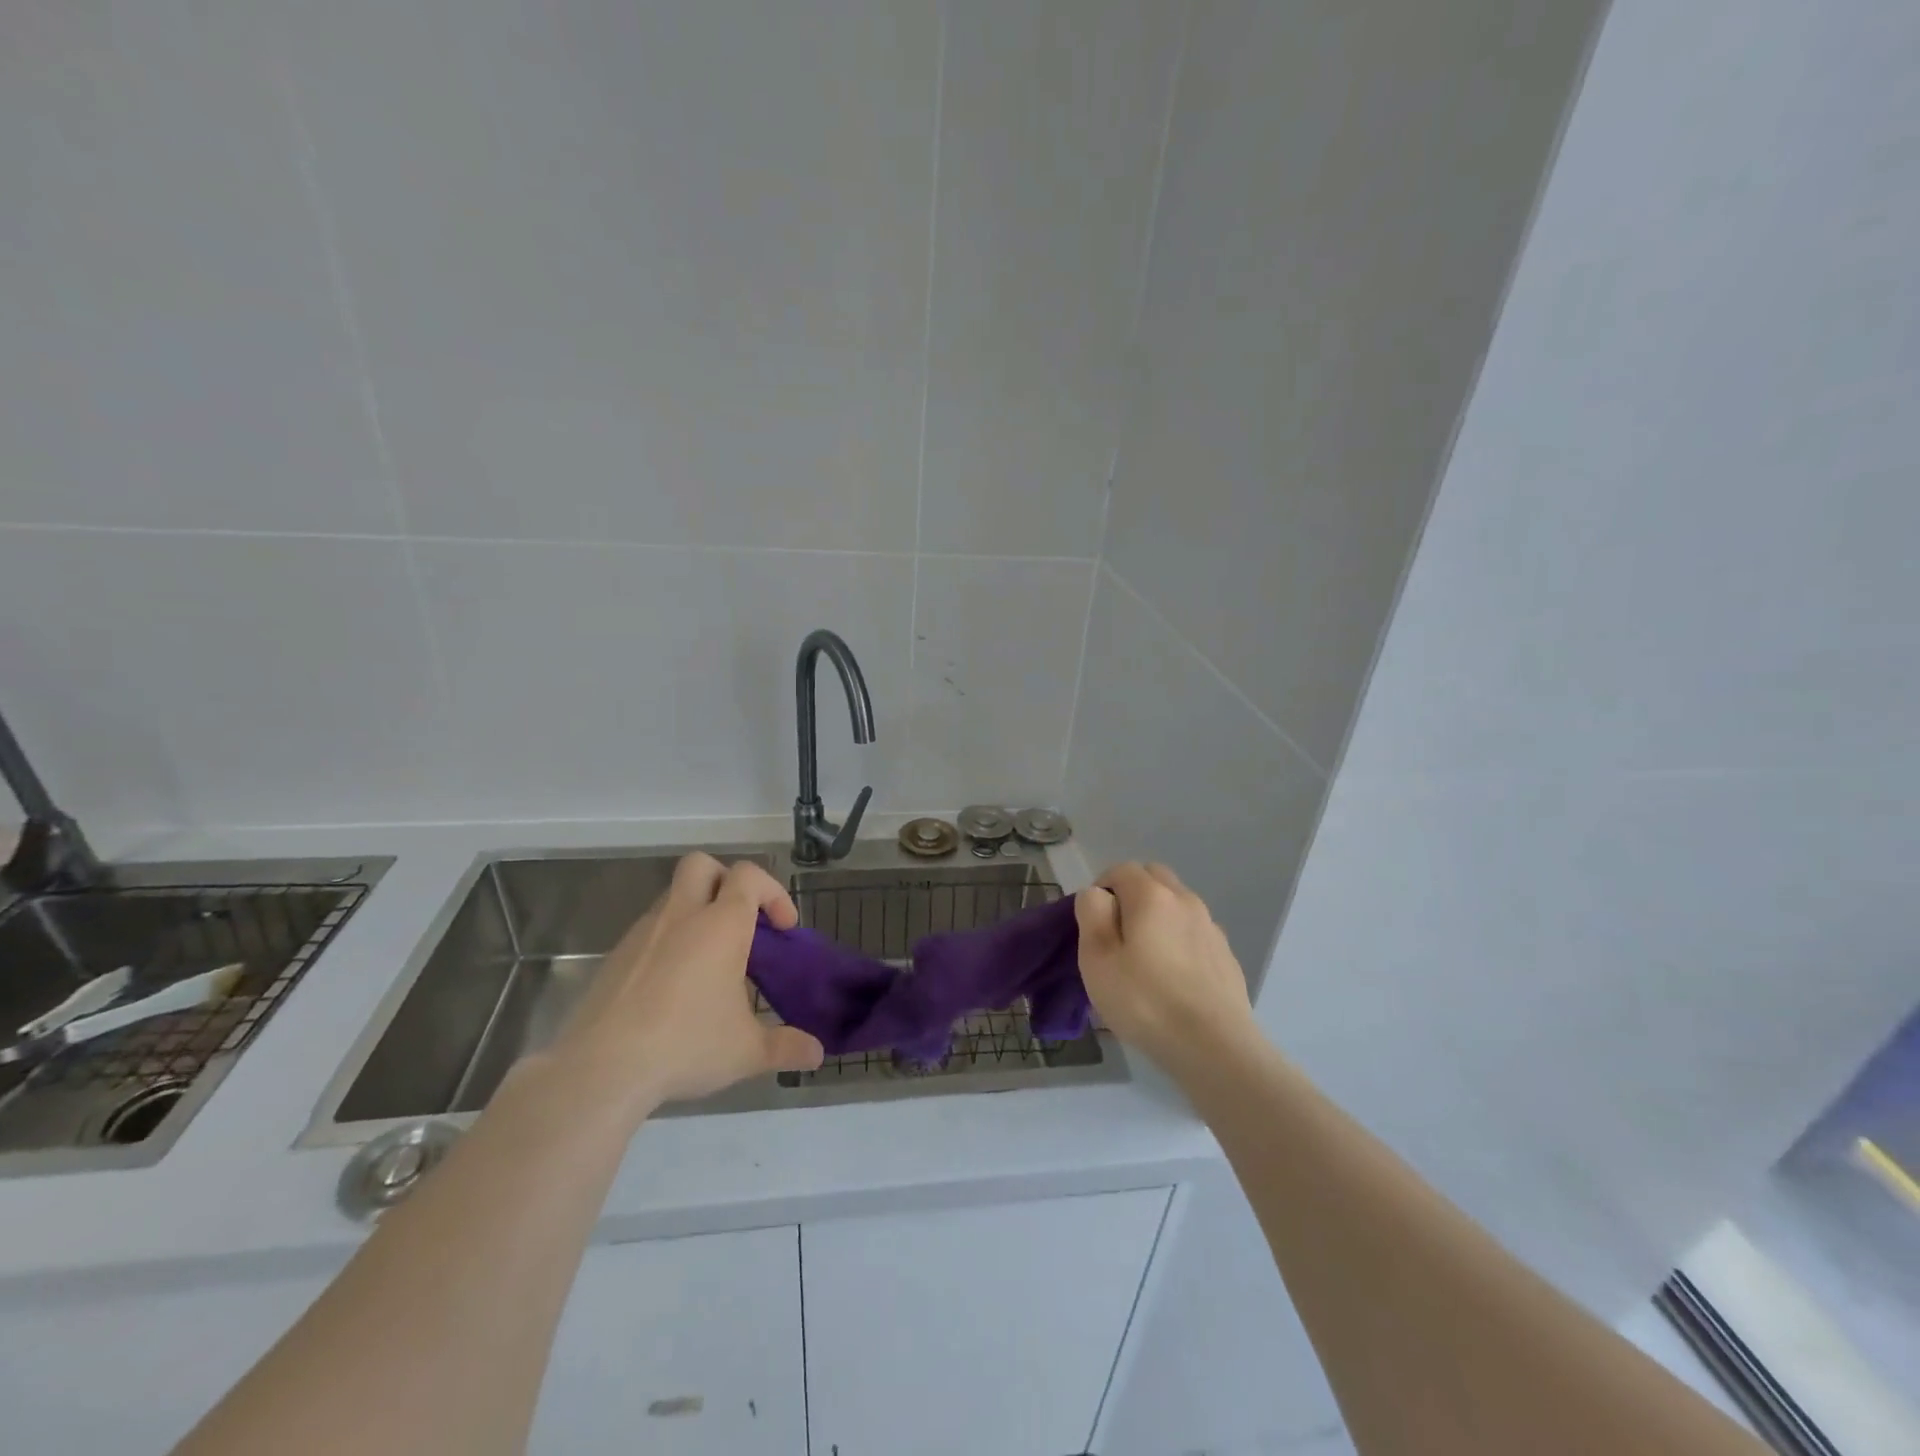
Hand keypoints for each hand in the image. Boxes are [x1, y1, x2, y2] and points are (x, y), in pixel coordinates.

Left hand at [550, 853, 824, 1116]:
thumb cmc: (685, 1045)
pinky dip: (669, 943)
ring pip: (672, 897)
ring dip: (696, 912)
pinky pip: (649, 932)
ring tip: (710, 963)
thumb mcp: (746, 1052)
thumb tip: (817, 1053)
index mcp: (720, 925)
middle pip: (702, 864)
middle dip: (726, 881)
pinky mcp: (615, 958)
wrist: (600, 1069)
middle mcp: (681, 916)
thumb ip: (786, 1047)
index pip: (749, 875)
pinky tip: (673, 988)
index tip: (783, 928)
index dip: (773, 891)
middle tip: (741, 921)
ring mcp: (642, 934)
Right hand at [1076, 862, 1257, 1074]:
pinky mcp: (1226, 956)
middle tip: (1117, 934)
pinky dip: (1179, 941)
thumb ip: (1092, 914)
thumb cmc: (1145, 1001)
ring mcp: (1211, 928)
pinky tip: (1174, 979)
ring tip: (1145, 960)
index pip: (1122, 869)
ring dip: (1158, 918)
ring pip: (1177, 905)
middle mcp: (1186, 901)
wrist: (1214, 1047)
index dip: (1102, 887)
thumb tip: (1097, 894)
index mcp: (1152, 896)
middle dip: (1132, 894)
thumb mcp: (1097, 959)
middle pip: (1154, 878)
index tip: (1093, 922)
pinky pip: (1194, 933)